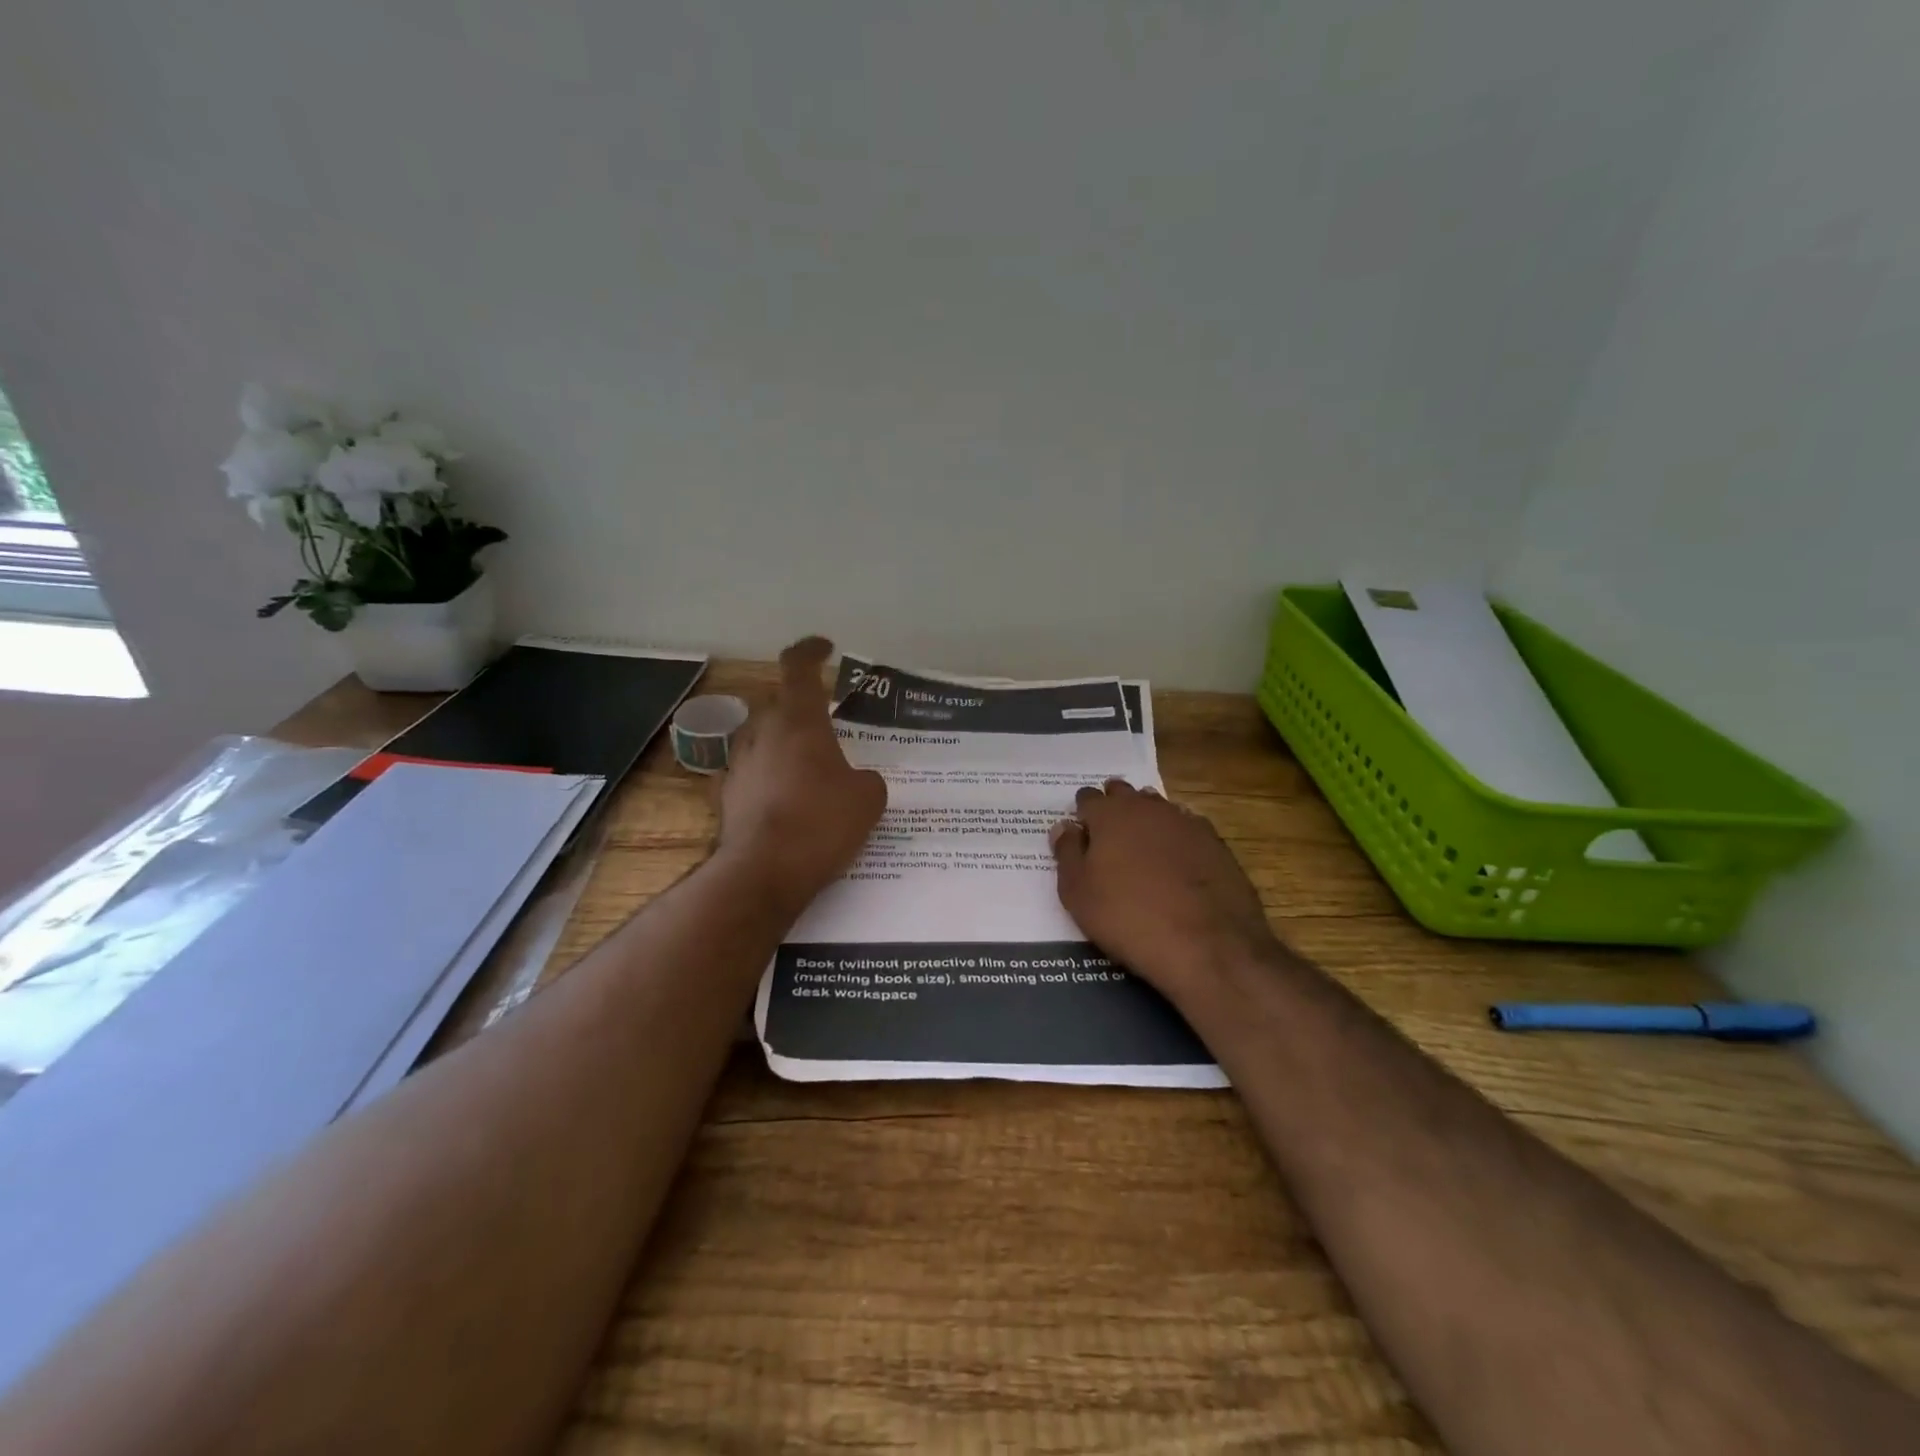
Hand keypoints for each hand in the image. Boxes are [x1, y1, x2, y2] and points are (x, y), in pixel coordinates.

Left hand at [719, 637, 887, 914]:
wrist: (764, 872)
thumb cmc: (821, 823)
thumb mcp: (868, 800)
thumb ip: (867, 780)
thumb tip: (859, 781)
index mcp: (799, 721)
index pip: (798, 667)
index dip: (811, 651)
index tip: (825, 649)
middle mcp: (763, 733)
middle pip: (779, 704)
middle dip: (802, 710)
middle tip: (828, 727)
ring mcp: (739, 764)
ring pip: (763, 739)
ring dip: (783, 744)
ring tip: (809, 768)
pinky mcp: (727, 796)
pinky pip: (753, 774)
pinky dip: (770, 778)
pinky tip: (787, 801)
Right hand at [1050, 780, 1275, 996]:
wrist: (1207, 944)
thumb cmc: (1128, 918)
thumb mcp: (1078, 893)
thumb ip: (1067, 853)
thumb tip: (1064, 827)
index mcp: (1110, 815)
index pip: (1088, 798)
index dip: (1082, 812)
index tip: (1080, 829)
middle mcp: (1147, 808)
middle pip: (1124, 793)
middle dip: (1114, 805)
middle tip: (1108, 831)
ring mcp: (1185, 822)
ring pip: (1157, 807)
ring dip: (1146, 818)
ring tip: (1140, 843)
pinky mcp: (1215, 843)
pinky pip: (1186, 827)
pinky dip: (1176, 837)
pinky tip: (1176, 859)